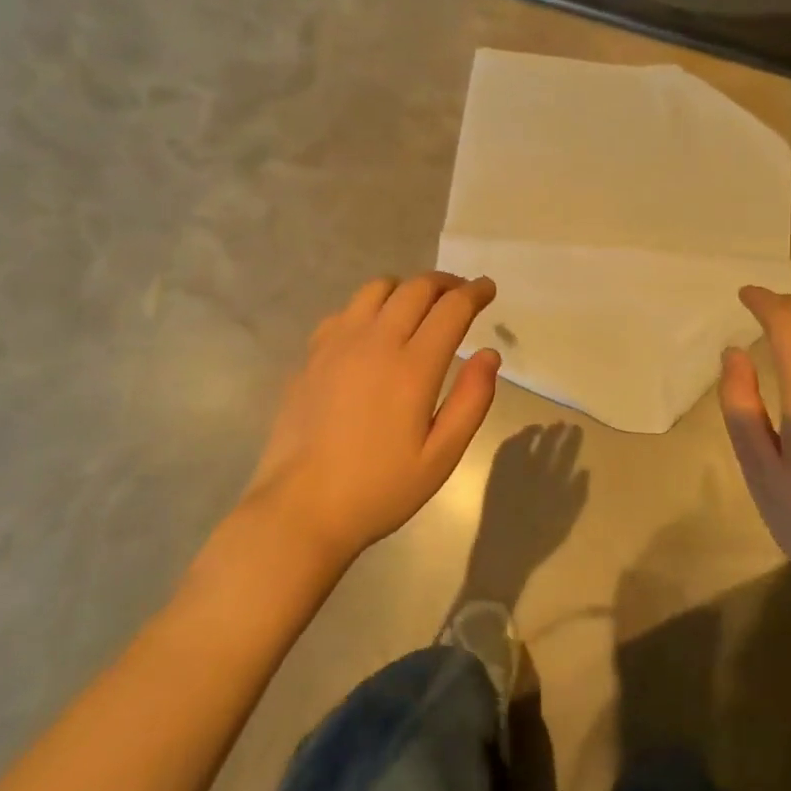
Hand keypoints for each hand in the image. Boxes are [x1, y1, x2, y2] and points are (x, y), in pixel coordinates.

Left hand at [237, 273, 501, 568]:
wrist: (301, 508)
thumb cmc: (379, 489)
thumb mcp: (441, 457)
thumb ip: (472, 401)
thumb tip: (489, 354)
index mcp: (413, 367)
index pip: (451, 309)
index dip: (475, 292)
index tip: (487, 288)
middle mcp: (376, 342)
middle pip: (416, 289)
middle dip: (445, 282)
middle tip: (461, 292)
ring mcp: (337, 344)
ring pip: (376, 289)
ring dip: (406, 288)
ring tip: (419, 304)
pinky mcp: (311, 356)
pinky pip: (345, 311)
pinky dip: (369, 307)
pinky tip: (373, 330)